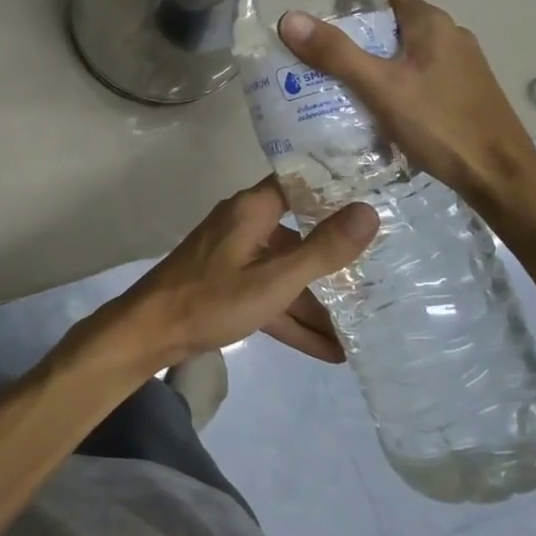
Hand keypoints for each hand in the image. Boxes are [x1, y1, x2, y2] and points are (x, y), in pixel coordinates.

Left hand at [107, 179, 376, 370]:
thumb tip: (368, 211)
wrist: (151, 331)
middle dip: (336, 258)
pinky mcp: (228, 285)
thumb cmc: (212, 298)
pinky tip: (331, 351)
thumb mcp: (274, 279)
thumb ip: (322, 249)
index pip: (300, 184)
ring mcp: (235, 256)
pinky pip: (270, 296)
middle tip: (384, 271)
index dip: (336, 189)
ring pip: (286, 273)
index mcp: (253, 209)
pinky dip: (294, 319)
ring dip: (319, 302)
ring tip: (365, 325)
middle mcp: (245, 224)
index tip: (378, 198)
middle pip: (299, 234)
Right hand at [279, 0, 535, 219]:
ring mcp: (461, 65)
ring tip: (336, 86)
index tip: (316, 25)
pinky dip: (393, 85)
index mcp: (431, 23)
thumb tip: (289, 18)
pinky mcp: (463, 92)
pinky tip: (375, 110)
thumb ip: (335, 53)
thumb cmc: (440, 125)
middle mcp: (450, 35)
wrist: (501, 178)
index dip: (348, 5)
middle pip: (390, 25)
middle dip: (354, 40)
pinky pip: (418, 77)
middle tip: (316, 61)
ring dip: (373, 65)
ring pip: (404, 54)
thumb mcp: (380, 87)